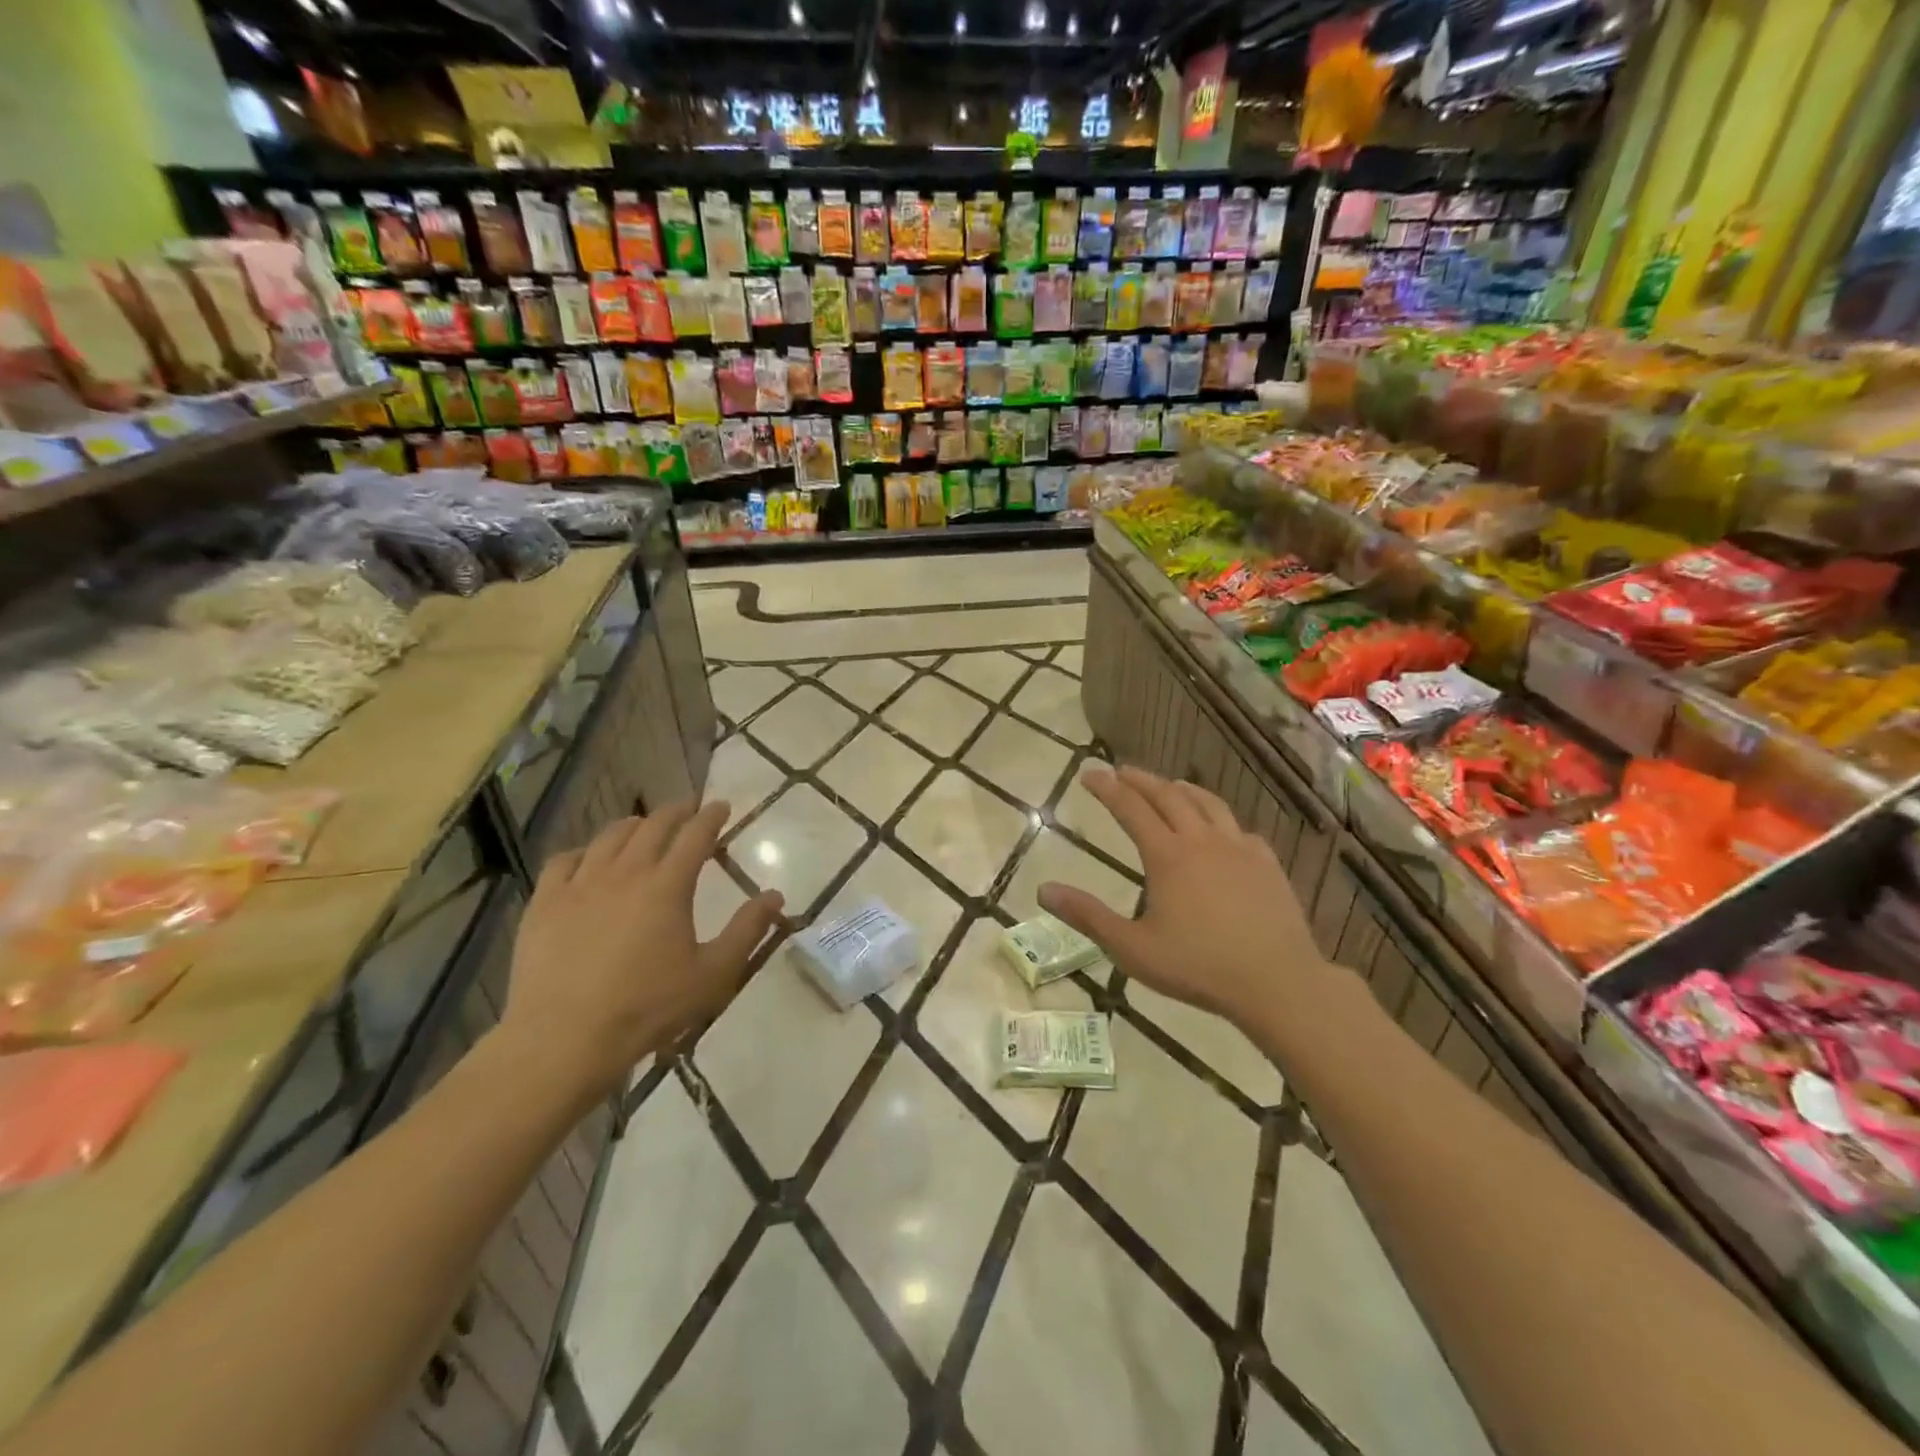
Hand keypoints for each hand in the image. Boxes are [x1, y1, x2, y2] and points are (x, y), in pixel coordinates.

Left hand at [499, 801, 783, 1101]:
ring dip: (634, 825)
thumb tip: (775, 895)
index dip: (711, 817)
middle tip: (689, 809)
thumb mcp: (713, 974)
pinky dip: (584, 851)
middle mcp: (625, 872)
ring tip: (643, 827)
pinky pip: (564, 861)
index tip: (721, 806)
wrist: (564, 1038)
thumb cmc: (648, 1007)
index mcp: (667, 886)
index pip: (695, 835)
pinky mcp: (545, 903)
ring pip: (609, 837)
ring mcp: (580, 885)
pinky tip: (588, 860)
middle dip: (676, 812)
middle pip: (653, 826)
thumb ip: (747, 930)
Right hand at [1038, 766, 1328, 1031]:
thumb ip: (1087, 916)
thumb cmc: (1198, 967)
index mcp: (1168, 856)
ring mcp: (1239, 848)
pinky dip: (1220, 819)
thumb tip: (1043, 889)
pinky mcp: (1266, 863)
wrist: (1278, 981)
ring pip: (1208, 803)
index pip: (1131, 809)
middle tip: (1121, 770)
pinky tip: (1221, 830)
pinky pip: (1239, 828)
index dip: (1107, 788)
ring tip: (1169, 785)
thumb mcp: (1132, 948)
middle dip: (1141, 780)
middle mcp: (1202, 840)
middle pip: (1168, 796)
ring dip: (1182, 789)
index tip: (1089, 773)